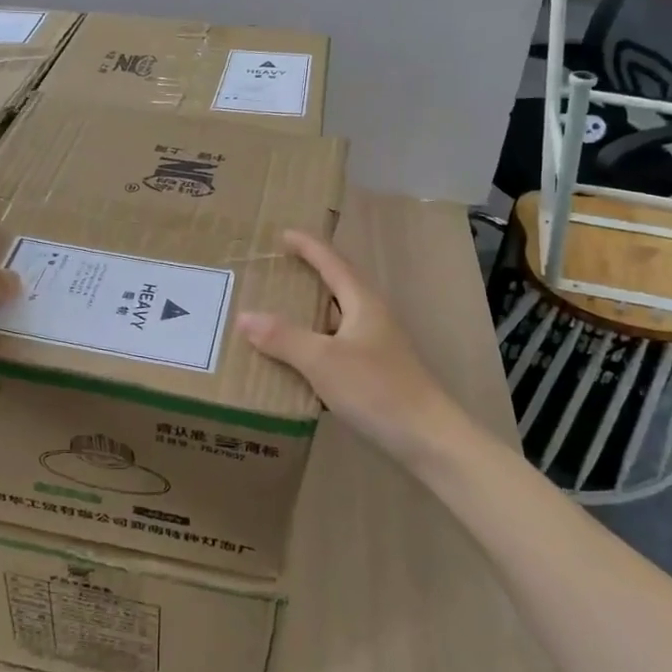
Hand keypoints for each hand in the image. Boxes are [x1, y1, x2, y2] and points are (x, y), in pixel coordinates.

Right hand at [238, 229, 469, 467]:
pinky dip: (317, 342)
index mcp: (363, 303)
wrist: (427, 437)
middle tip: (279, 270)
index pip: (333, 263)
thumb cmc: (376, 389)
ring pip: (338, 318)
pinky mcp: (376, 371)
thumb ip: (284, 338)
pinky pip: (339, 345)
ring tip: (282, 310)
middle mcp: (372, 317)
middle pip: (339, 286)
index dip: (309, 247)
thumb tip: (244, 316)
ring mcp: (377, 345)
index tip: (284, 234)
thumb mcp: (323, 361)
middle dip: (311, 275)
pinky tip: (300, 358)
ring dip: (312, 311)